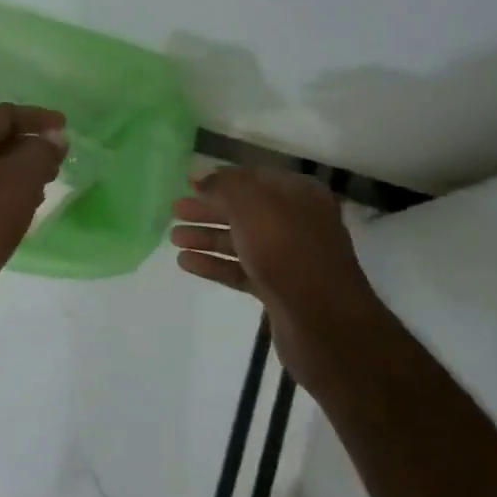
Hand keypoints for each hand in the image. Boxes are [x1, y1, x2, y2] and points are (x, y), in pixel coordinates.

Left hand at [0, 104, 67, 286]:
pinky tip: (19, 209)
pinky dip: (1, 190)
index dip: (37, 117)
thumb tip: (54, 137)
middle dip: (28, 146)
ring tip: (43, 186)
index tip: (65, 127)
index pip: (4, 114)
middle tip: (56, 160)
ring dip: (16, 170)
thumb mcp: (24, 178)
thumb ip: (42, 151)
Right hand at [171, 166, 382, 323]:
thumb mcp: (252, 206)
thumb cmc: (287, 251)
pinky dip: (214, 264)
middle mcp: (296, 222)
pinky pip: (240, 269)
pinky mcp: (278, 288)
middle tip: (175, 210)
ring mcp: (288, 257)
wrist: (322, 320)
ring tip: (174, 239)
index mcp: (298, 195)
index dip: (220, 179)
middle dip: (208, 209)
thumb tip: (200, 176)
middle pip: (244, 210)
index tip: (188, 183)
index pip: (253, 178)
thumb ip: (224, 186)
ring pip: (240, 241)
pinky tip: (186, 263)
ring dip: (207, 237)